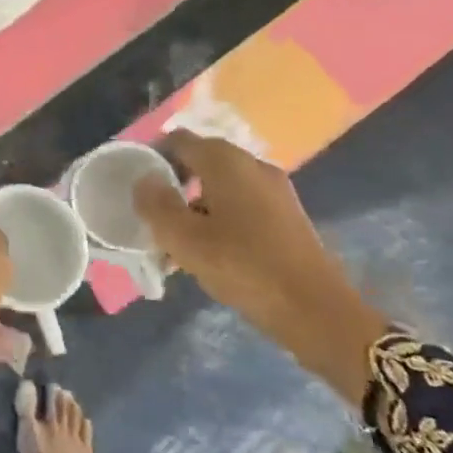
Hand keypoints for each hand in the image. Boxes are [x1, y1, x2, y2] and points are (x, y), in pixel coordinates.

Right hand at [133, 130, 387, 402]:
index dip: (152, 157)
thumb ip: (155, 203)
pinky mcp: (286, 217)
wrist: (316, 312)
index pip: (178, 141)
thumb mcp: (182, 238)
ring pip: (220, 188)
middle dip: (173, 185)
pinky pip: (240, 205)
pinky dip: (218, 219)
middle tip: (152, 216)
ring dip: (194, 207)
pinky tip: (208, 252)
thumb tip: (145, 180)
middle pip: (200, 162)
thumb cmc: (242, 266)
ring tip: (176, 242)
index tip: (136, 186)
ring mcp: (275, 191)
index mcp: (226, 162)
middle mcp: (253, 166)